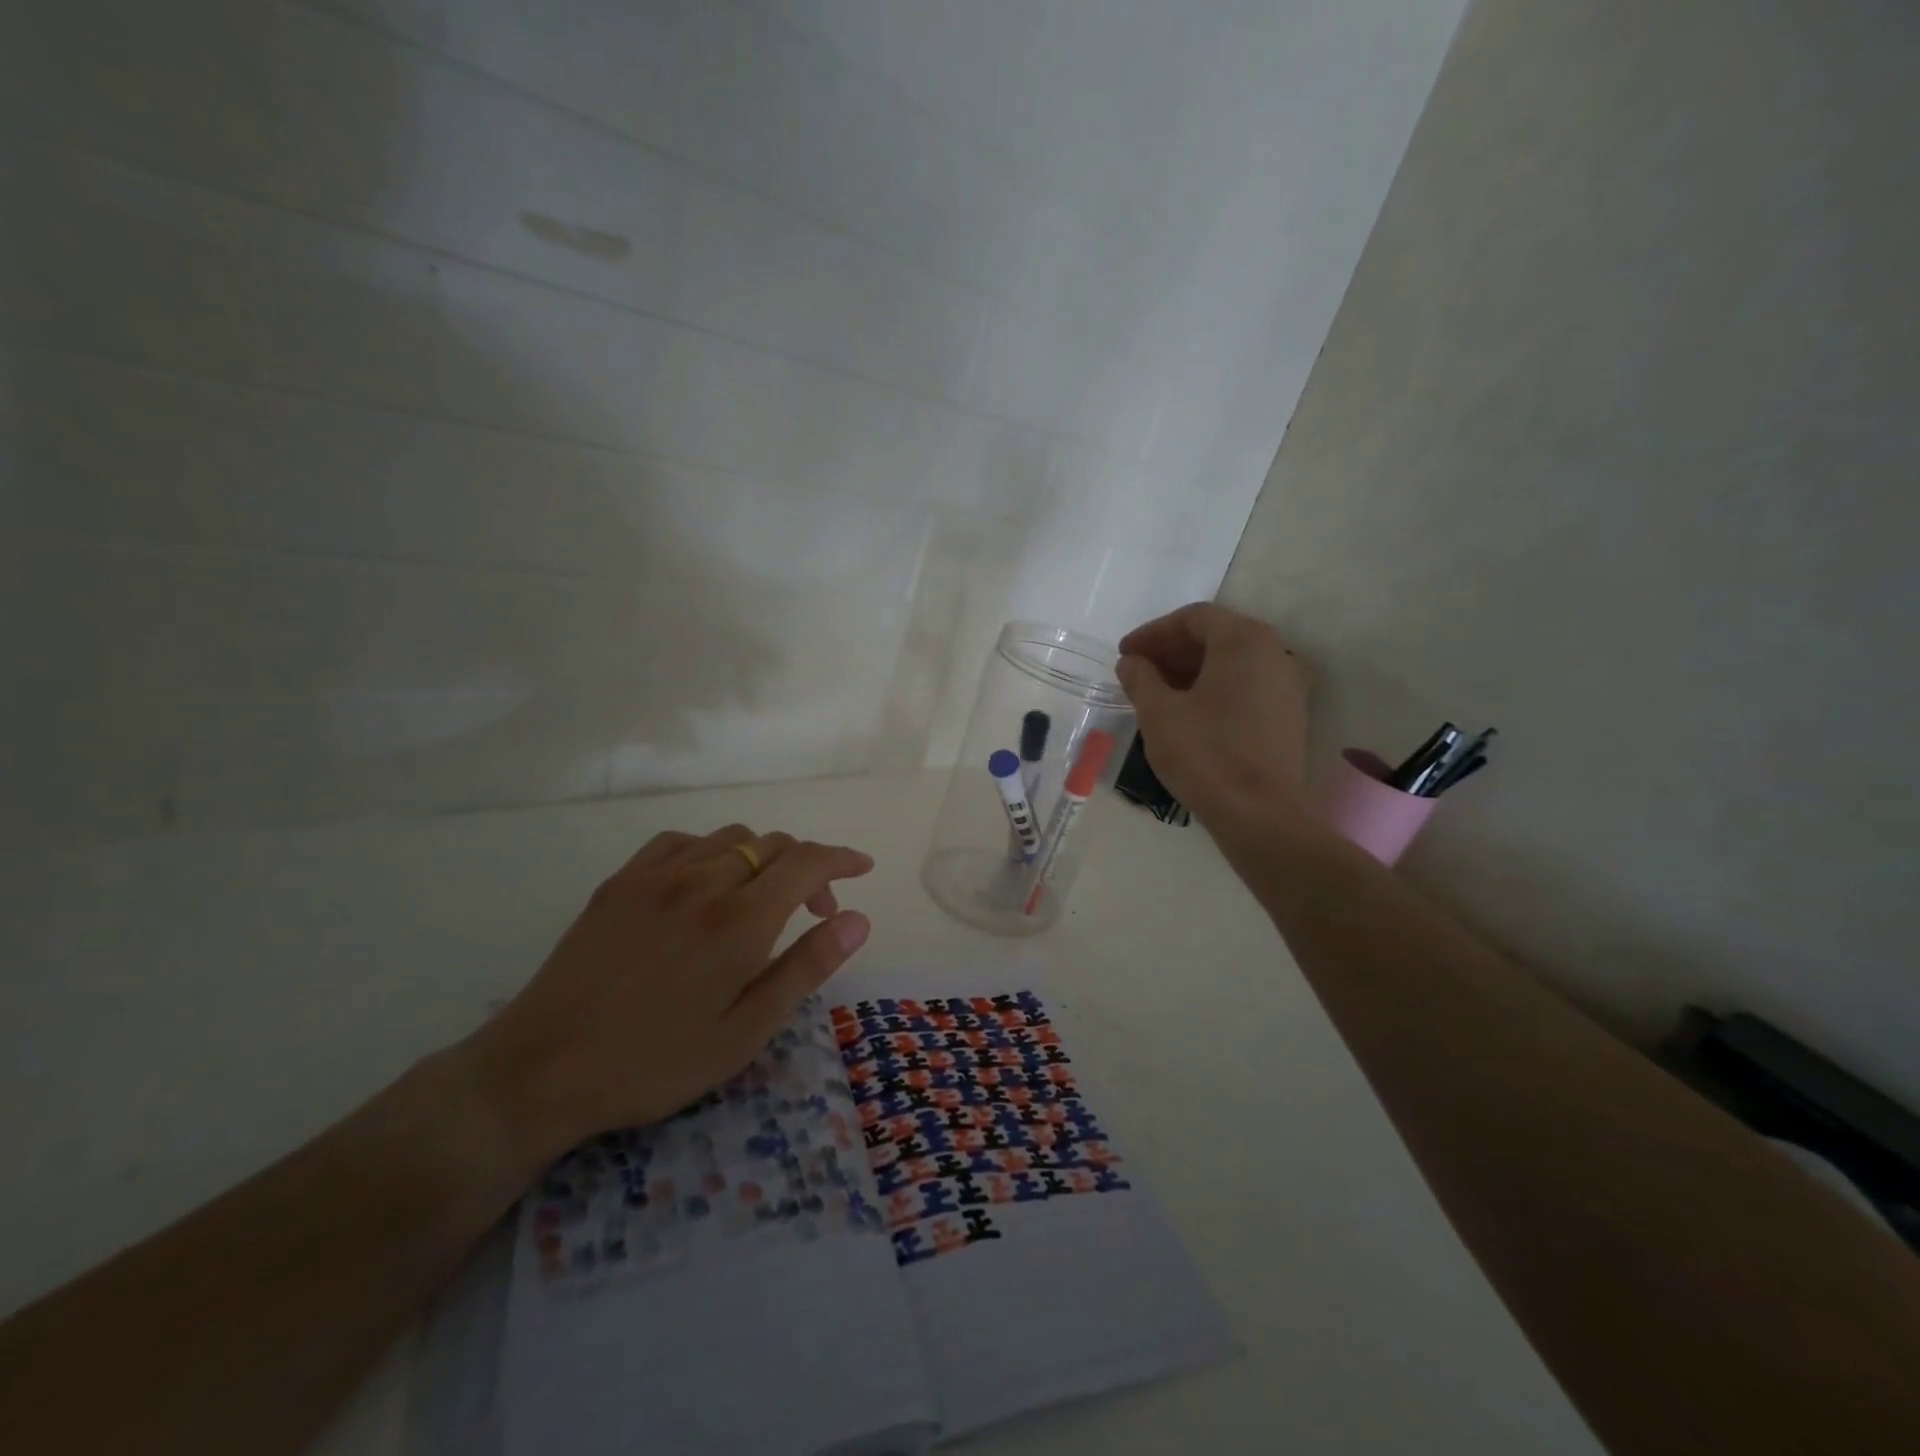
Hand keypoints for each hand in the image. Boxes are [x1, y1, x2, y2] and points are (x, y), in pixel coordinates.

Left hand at [462, 824, 874, 1171]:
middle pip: (772, 844)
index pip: (806, 862)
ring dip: (762, 856)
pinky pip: (680, 842)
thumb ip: (805, 968)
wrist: (540, 1072)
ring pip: (729, 838)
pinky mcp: (619, 883)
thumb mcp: (745, 1032)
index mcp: (739, 921)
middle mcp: (702, 882)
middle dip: (807, 866)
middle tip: (814, 910)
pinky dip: (711, 851)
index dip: (841, 859)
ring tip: (762, 898)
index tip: (862, 868)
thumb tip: (856, 919)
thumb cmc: (655, 1062)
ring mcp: (655, 877)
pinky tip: (705, 883)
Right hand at [1117, 603, 1313, 838]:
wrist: (1260, 814)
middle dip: (1172, 650)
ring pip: (1232, 662)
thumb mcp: (1158, 713)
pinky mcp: (1290, 715)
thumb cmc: (1206, 754)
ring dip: (1191, 670)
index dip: (1153, 633)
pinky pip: (1246, 685)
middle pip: (1216, 636)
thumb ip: (1140, 678)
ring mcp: (1288, 684)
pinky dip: (1214, 688)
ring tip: (1157, 693)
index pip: (1194, 618)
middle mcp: (1275, 652)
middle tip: (1137, 671)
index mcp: (1244, 641)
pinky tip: (1188, 713)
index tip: (1125, 655)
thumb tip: (1132, 662)